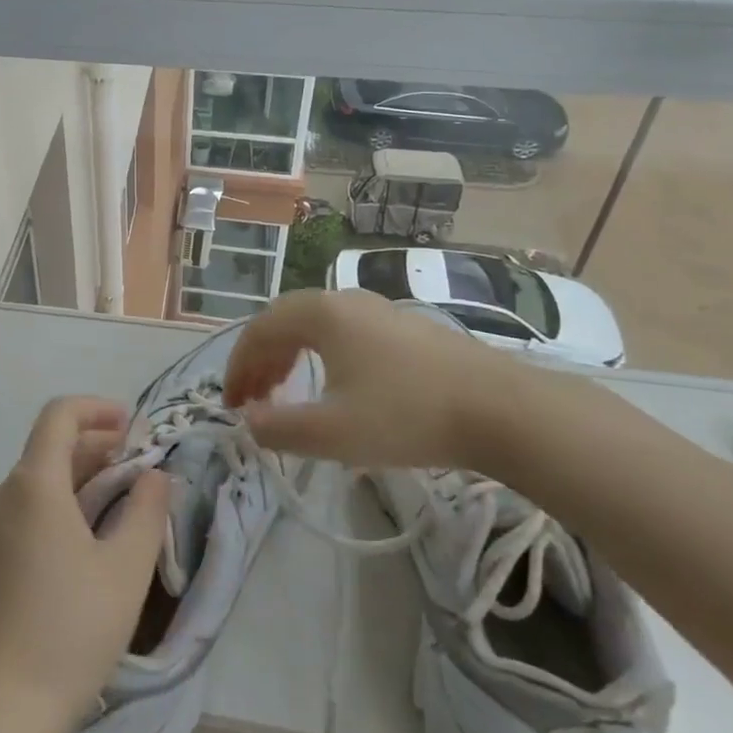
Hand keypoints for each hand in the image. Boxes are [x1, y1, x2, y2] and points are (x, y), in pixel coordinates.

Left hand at [0, 396, 168, 731]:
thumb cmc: (68, 631)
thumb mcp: (125, 570)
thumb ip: (146, 511)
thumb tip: (154, 475)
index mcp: (34, 485)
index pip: (59, 416)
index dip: (97, 408)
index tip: (133, 424)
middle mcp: (3, 497)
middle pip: (48, 448)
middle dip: (96, 446)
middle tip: (137, 466)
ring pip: (36, 483)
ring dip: (78, 479)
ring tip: (118, 504)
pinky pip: (23, 514)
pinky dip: (57, 508)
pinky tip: (83, 545)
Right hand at [222, 289, 533, 468]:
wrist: (501, 409)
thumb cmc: (406, 416)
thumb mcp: (332, 433)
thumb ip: (278, 428)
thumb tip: (247, 422)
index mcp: (320, 313)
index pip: (259, 331)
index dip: (237, 368)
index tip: (231, 405)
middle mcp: (344, 299)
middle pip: (284, 321)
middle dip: (261, 360)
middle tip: (253, 399)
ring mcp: (379, 309)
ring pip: (315, 325)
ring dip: (290, 357)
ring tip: (285, 392)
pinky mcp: (405, 327)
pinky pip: (344, 332)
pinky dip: (321, 355)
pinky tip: (335, 386)